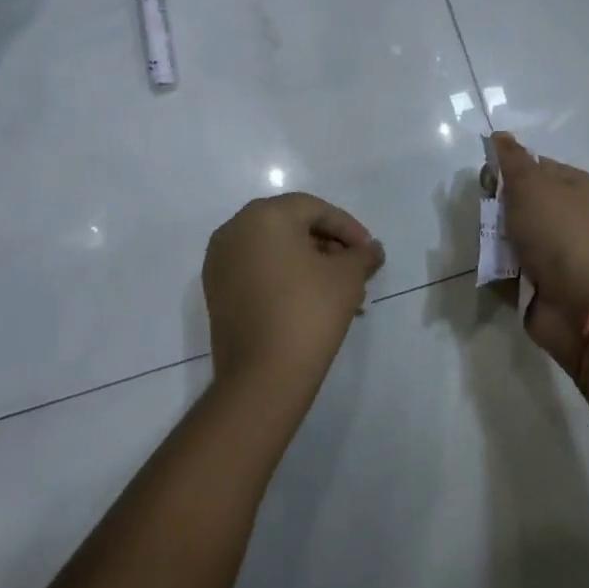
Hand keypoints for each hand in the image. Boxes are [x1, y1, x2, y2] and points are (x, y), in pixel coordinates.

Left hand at [203, 193, 384, 395]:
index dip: (348, 228)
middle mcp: (235, 229)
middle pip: (292, 226)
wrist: (262, 378)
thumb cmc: (308, 312)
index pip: (315, 210)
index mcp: (265, 215)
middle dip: (329, 246)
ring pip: (275, 250)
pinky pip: (258, 271)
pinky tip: (312, 300)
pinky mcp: (216, 291)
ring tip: (339, 290)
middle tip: (355, 269)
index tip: (369, 251)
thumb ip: (362, 255)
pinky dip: (285, 277)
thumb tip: (371, 249)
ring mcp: (220, 261)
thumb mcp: (347, 277)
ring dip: (309, 264)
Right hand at [492, 133, 588, 374]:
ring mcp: (552, 250)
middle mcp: (562, 215)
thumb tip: (499, 136)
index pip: (528, 165)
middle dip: (494, 209)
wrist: (585, 304)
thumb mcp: (532, 183)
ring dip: (493, 241)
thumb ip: (511, 158)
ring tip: (494, 251)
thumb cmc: (560, 232)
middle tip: (492, 219)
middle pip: (514, 201)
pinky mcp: (538, 282)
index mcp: (569, 185)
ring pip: (507, 235)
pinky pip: (507, 268)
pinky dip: (498, 269)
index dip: (504, 170)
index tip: (488, 182)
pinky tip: (496, 272)